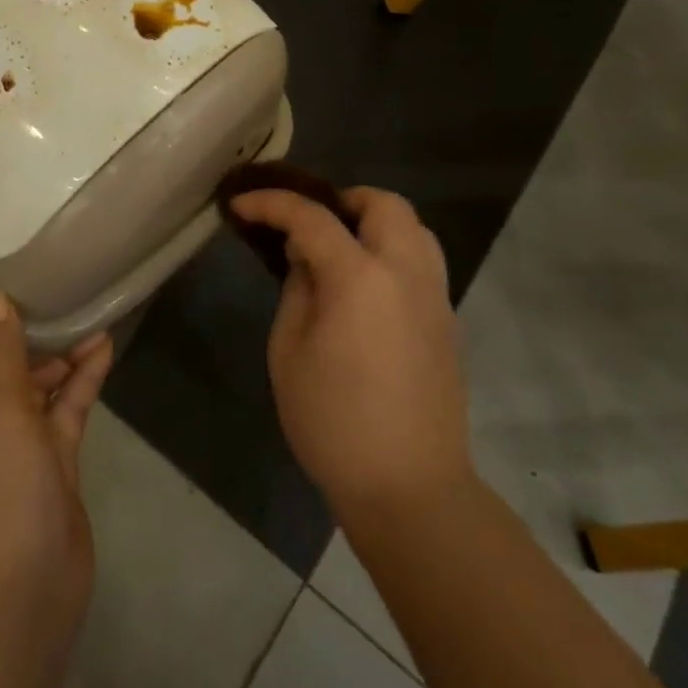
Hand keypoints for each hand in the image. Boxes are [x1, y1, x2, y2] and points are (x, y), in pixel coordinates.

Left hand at [0, 292, 113, 643]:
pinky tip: (104, 349)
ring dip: (53, 353)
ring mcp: (14, 442)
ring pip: (29, 382)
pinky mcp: (50, 461)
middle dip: (10, 332)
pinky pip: (64, 407)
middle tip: (44, 305)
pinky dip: (81, 378)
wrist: (22, 599)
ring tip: (84, 323)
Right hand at [229, 186, 470, 523]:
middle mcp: (406, 273)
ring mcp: (435, 297)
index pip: (312, 217)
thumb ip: (297, 289)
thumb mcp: (289, 351)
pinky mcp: (447, 322)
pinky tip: (362, 287)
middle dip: (341, 200)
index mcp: (361, 277)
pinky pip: (422, 262)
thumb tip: (306, 259)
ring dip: (373, 223)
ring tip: (337, 250)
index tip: (241, 205)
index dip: (271, 204)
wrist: (409, 488)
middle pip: (385, 204)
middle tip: (306, 225)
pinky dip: (390, 252)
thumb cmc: (332, 421)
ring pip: (413, 229)